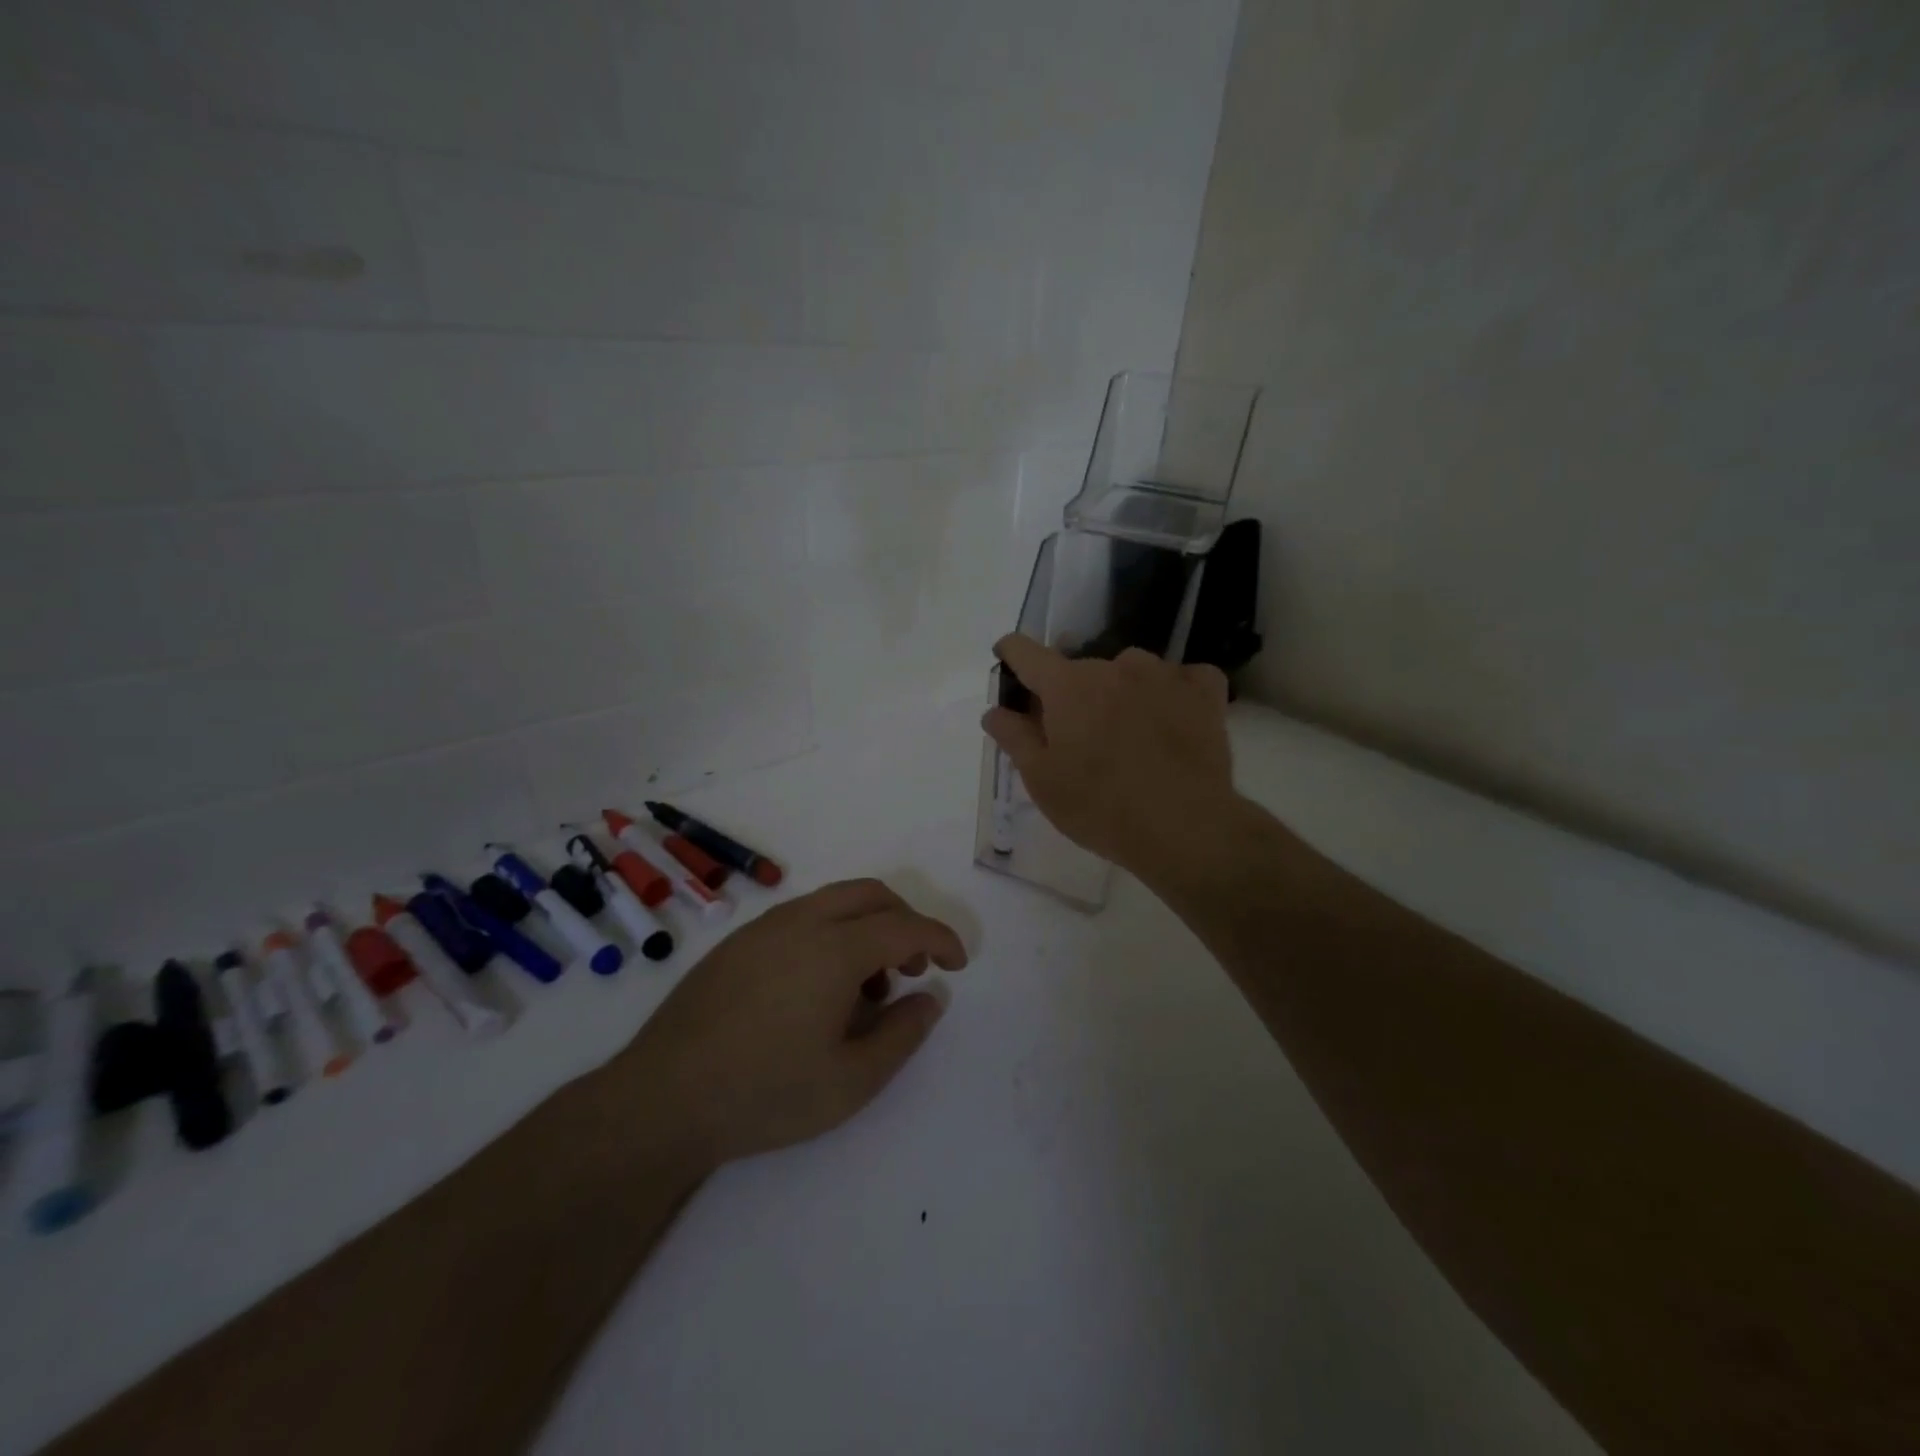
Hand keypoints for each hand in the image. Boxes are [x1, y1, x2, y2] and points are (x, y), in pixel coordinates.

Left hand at [615, 879, 966, 1168]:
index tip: (958, 964)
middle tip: (914, 969)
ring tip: (867, 989)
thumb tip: (930, 998)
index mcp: (834, 948)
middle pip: (870, 895)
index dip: (940, 939)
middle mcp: (801, 922)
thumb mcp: (851, 1081)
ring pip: (833, 903)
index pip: (905, 926)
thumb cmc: (765, 1093)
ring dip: (865, 928)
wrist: (661, 1099)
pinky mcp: (736, 943)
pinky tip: (818, 989)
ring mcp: (763, 928)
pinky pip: (801, 918)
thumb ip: (903, 1034)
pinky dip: (830, 934)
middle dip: (905, 921)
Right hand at [983, 633, 1237, 871]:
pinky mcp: (1204, 692)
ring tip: (1130, 732)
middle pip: (1080, 670)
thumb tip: (994, 710)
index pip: (1026, 652)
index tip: (1007, 662)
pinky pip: (1184, 678)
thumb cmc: (1099, 806)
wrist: (1184, 826)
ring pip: (1131, 670)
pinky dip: (1175, 692)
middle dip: (1072, 695)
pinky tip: (1175, 719)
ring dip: (1122, 691)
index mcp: (1067, 686)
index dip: (1011, 654)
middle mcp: (1113, 666)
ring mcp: (1163, 674)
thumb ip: (1014, 738)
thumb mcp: (1042, 780)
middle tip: (1077, 737)